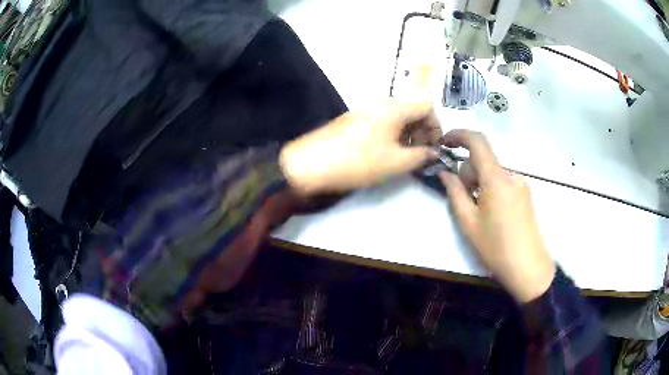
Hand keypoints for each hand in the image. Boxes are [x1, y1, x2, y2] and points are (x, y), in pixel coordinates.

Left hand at [280, 100, 441, 195]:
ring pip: (396, 117)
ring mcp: (365, 110)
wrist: (311, 163)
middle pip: (412, 111)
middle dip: (422, 132)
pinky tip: (384, 153)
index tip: (433, 147)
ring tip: (402, 157)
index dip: (436, 126)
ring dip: (407, 135)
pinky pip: (381, 122)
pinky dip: (391, 135)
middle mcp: (381, 103)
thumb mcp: (396, 162)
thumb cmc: (359, 161)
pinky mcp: (353, 120)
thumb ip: (421, 156)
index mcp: (395, 108)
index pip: (427, 107)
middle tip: (419, 155)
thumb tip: (434, 153)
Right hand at [439, 130, 555, 302]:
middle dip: (467, 173)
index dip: (458, 135)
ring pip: (492, 173)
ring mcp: (520, 185)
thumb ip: (455, 192)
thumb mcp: (468, 222)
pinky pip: (502, 183)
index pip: (477, 141)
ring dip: (479, 184)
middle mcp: (510, 175)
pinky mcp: (525, 195)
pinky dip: (491, 190)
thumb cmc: (495, 247)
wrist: (528, 267)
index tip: (444, 143)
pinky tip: (492, 215)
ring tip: (478, 213)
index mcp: (496, 178)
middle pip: (483, 161)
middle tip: (462, 200)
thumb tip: (445, 172)